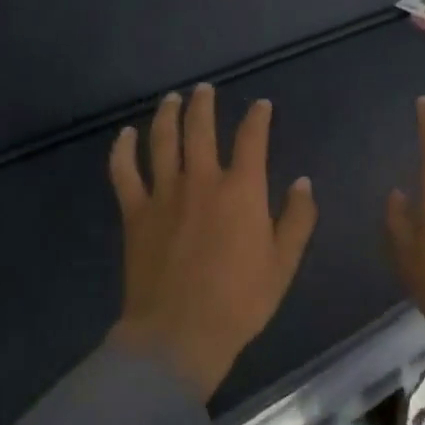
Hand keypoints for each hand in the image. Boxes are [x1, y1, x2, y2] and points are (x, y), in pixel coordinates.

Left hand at [107, 84, 317, 400]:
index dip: (258, 117)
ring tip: (171, 99)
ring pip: (162, 140)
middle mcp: (202, 180)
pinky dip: (123, 150)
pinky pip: (124, 172)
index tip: (261, 105)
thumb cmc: (240, 301)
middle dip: (204, 104)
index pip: (252, 138)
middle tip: (204, 89)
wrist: (179, 334)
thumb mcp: (283, 263)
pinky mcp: (135, 213)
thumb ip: (297, 219)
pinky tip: (125, 135)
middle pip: (200, 128)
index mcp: (241, 190)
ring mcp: (164, 194)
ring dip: (167, 115)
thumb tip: (302, 182)